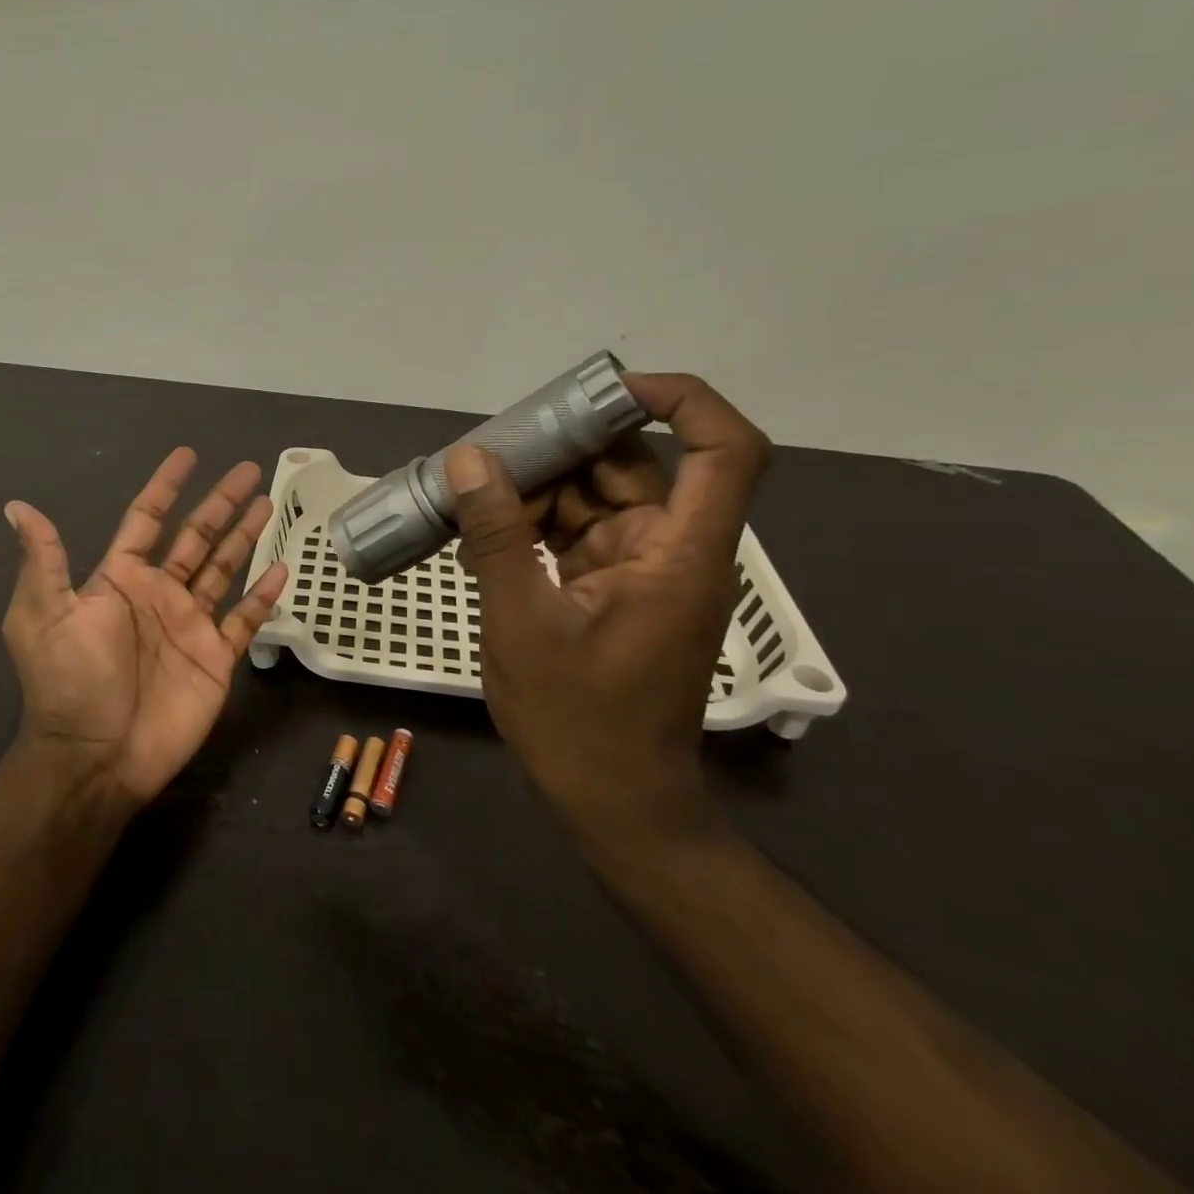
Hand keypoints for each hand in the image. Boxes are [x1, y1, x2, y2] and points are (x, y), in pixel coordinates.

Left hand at [1, 448, 287, 808]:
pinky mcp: (216, 657)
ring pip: (224, 568)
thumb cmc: (71, 681)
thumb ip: (44, 560)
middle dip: (221, 502)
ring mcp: (190, 625)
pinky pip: (245, 619)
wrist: (98, 756)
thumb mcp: (44, 616)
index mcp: (120, 579)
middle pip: (196, 536)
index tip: (188, 455)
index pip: (146, 519)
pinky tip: (281, 569)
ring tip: (269, 504)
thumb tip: (17, 505)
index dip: (166, 487)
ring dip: (245, 536)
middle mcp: (158, 594)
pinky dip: (263, 595)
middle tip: (249, 469)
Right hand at [448, 374, 771, 845]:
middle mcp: (672, 551)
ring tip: (469, 501)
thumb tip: (469, 462)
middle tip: (489, 453)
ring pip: (596, 501)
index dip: (681, 401)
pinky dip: (534, 531)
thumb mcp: (521, 622)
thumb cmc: (578, 720)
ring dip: (536, 495)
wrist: (612, 803)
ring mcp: (642, 572)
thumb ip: (497, 536)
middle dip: (562, 453)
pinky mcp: (615, 591)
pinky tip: (480, 541)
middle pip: (633, 469)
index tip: (605, 390)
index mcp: (678, 554)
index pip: (723, 451)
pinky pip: (578, 536)